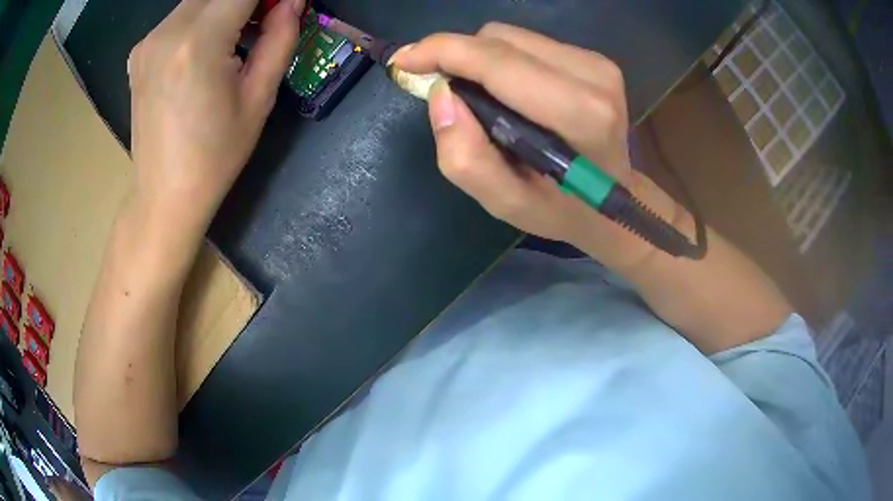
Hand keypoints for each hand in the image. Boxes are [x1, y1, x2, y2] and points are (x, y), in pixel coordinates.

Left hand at [127, 0, 304, 230]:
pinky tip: (207, 48)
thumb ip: (280, 38)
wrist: (163, 195)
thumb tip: (293, 1)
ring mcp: (148, 41)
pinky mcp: (139, 52)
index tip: (282, 9)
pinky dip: (203, 18)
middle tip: (266, 21)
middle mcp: (166, 32)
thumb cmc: (214, 156)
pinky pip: (179, 17)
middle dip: (248, 0)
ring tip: (239, 37)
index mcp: (198, 43)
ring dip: (226, 6)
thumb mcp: (259, 99)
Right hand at [394, 24, 681, 268]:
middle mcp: (593, 77)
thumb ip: (467, 158)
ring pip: (511, 36)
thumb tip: (440, 95)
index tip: (404, 60)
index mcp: (579, 114)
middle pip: (500, 39)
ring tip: (482, 98)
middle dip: (459, 56)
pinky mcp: (594, 58)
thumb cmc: (561, 209)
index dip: (444, 51)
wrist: (615, 204)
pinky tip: (510, 91)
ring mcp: (598, 63)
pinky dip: (504, 60)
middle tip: (443, 90)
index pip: (498, 62)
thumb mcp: (507, 203)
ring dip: (481, 59)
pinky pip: (528, 42)